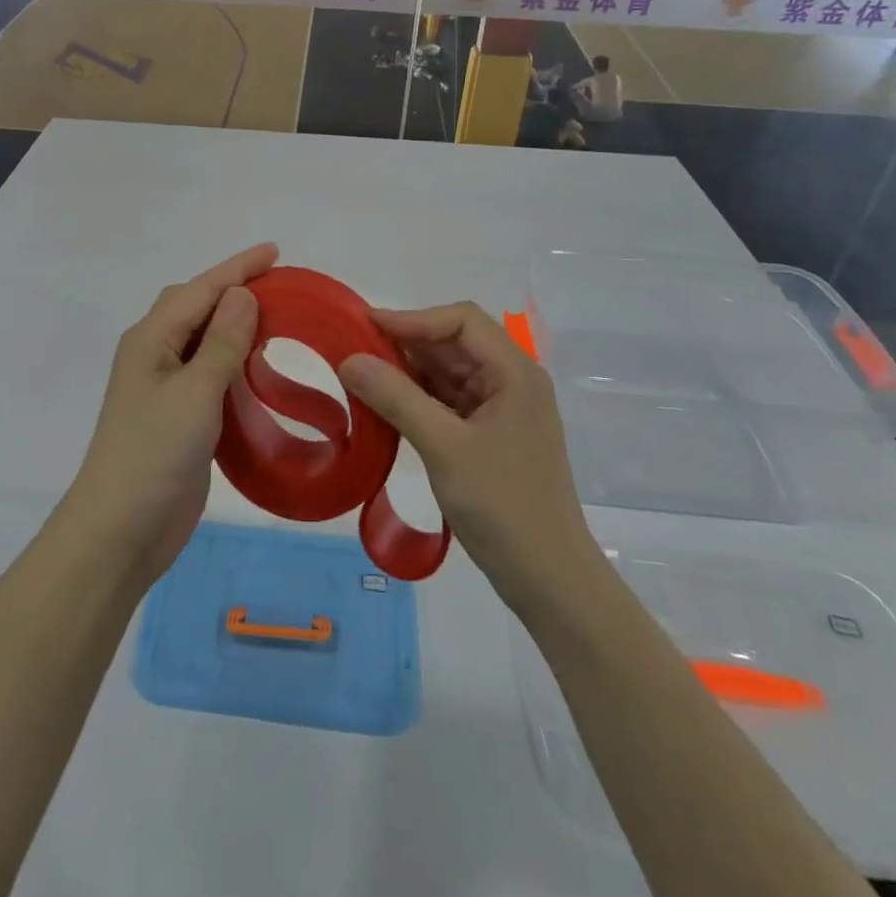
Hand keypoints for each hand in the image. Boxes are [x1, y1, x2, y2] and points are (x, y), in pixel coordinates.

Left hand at [60, 244, 276, 585]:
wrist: (120, 531)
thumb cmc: (154, 454)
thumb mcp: (195, 392)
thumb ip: (222, 342)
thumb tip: (242, 294)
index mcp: (151, 339)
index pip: (200, 289)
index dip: (238, 268)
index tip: (275, 251)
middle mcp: (155, 355)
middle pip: (196, 307)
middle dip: (235, 290)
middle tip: (281, 287)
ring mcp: (165, 387)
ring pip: (204, 341)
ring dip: (236, 327)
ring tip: (278, 320)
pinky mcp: (179, 417)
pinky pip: (210, 374)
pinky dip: (235, 363)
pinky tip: (259, 369)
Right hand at [337, 303, 596, 604]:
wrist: (547, 578)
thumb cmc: (503, 505)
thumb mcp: (444, 447)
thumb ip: (396, 398)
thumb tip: (349, 359)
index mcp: (514, 372)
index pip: (461, 321)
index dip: (413, 318)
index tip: (366, 326)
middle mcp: (510, 381)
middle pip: (452, 343)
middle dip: (405, 344)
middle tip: (353, 350)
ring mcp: (500, 409)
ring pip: (446, 372)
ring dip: (406, 372)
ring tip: (360, 375)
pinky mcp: (488, 434)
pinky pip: (446, 401)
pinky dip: (415, 398)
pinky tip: (384, 405)